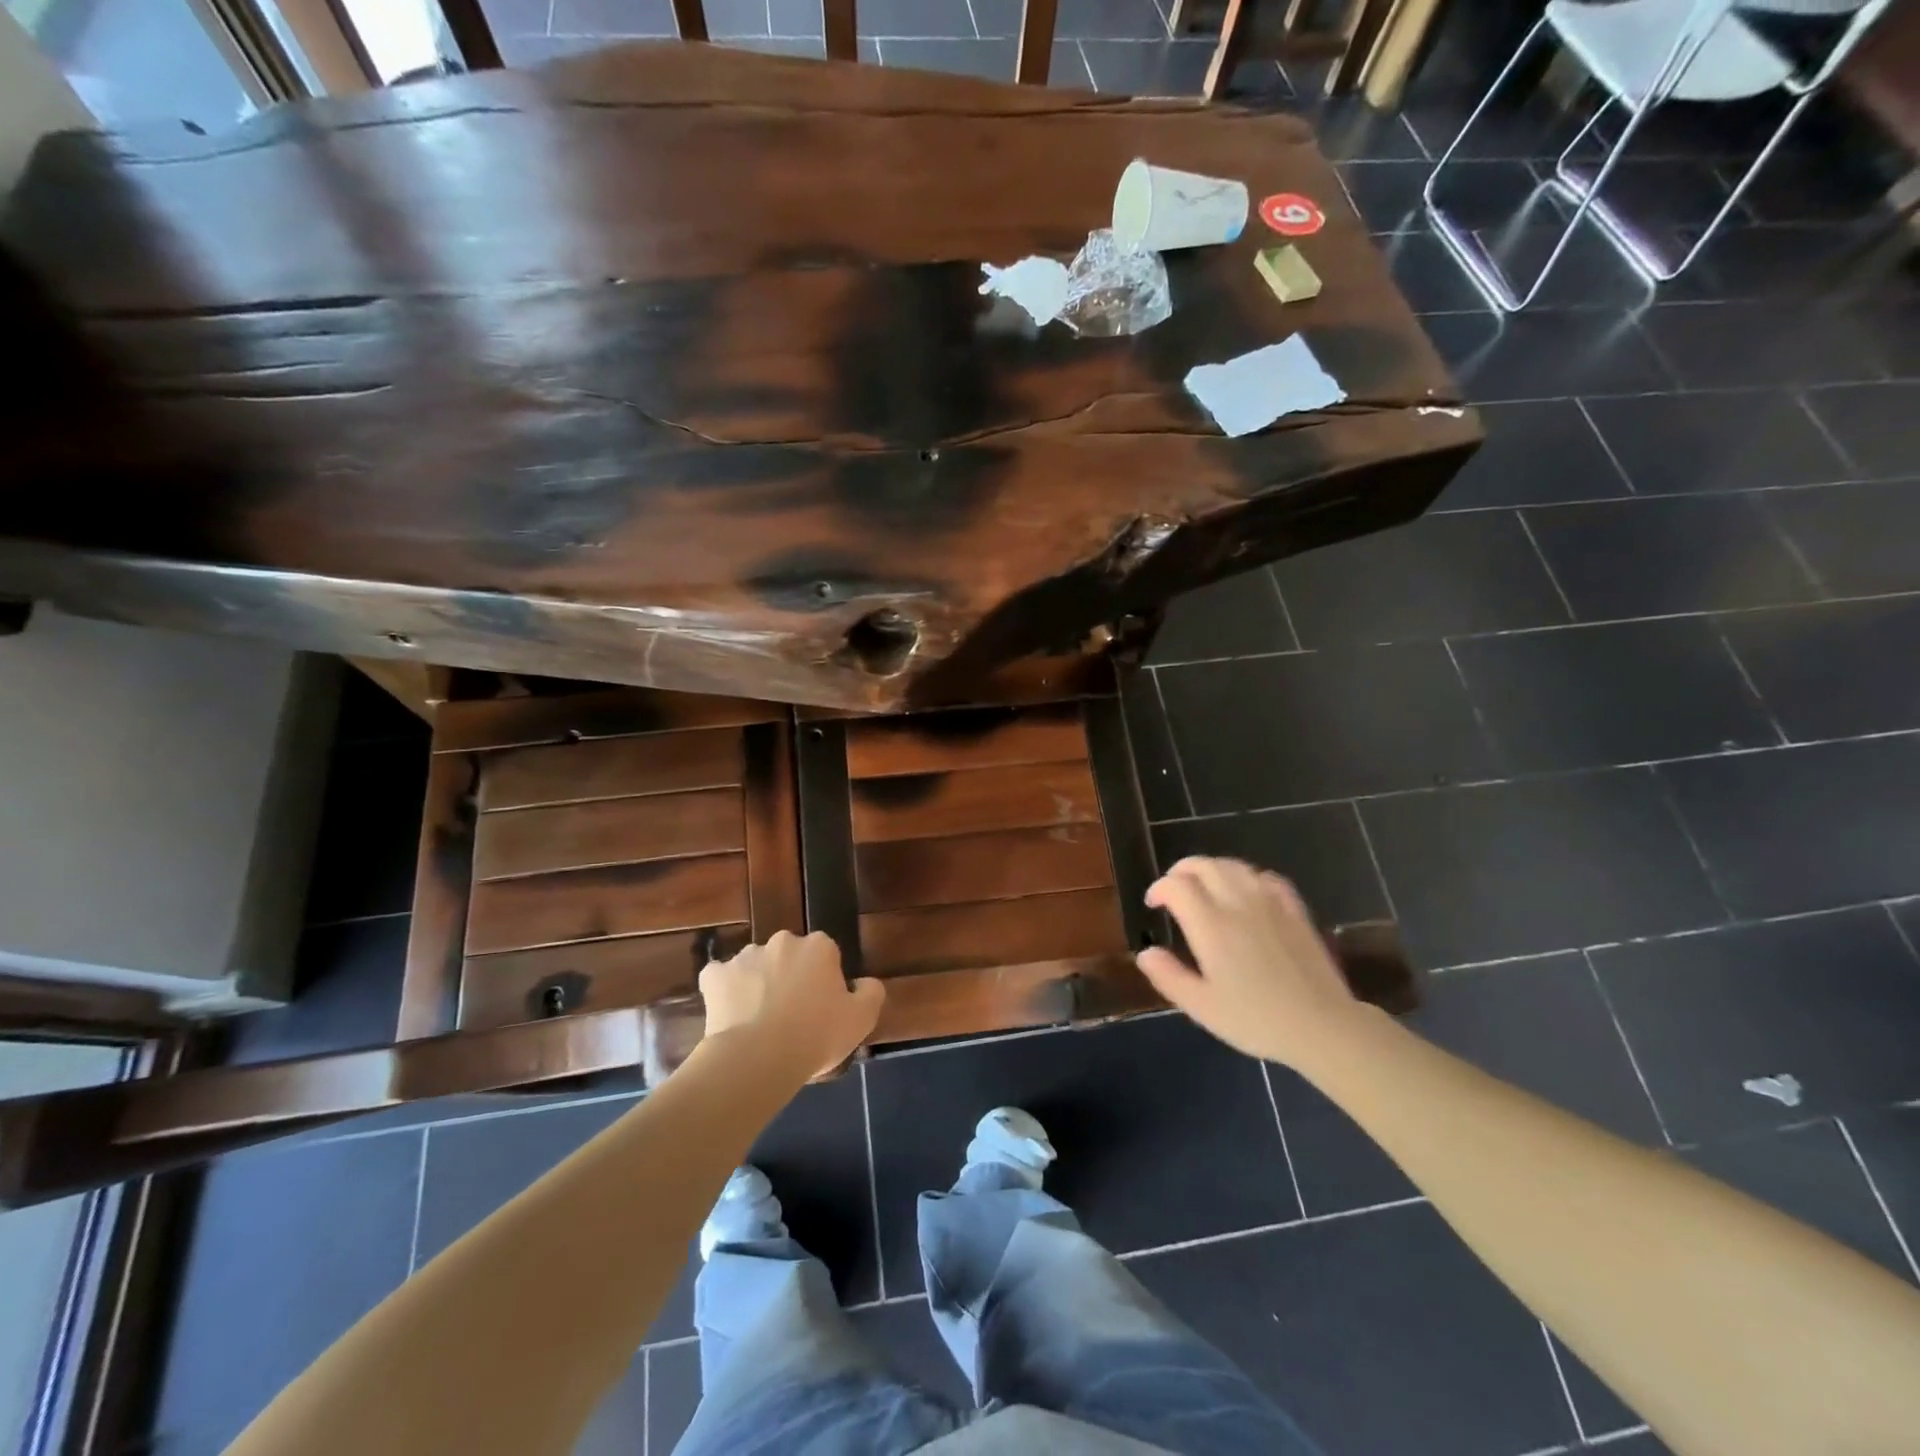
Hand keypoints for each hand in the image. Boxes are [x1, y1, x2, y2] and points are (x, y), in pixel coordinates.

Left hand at [700, 931, 884, 1078]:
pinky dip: (724, 993)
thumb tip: (864, 982)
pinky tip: (730, 1016)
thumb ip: (870, 993)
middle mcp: (782, 942)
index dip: (824, 981)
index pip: (826, 955)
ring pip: (756, 966)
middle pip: (789, 956)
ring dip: (758, 984)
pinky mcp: (715, 976)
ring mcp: (745, 956)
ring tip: (759, 1022)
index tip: (822, 1008)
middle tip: (792, 1015)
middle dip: (790, 977)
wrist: (758, 1058)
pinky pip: (721, 979)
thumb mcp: (862, 1019)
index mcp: (819, 947)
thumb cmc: (816, 1036)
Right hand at [1136, 857, 1361, 1067]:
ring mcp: (1270, 904)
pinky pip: (1267, 878)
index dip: (1159, 889)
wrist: (1322, 1026)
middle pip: (1204, 866)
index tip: (1153, 904)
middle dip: (1182, 871)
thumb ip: (1168, 976)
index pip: (1177, 886)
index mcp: (1211, 926)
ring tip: (1204, 886)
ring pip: (1235, 867)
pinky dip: (1248, 877)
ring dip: (1212, 869)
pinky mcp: (1295, 911)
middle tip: (1173, 889)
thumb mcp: (1201, 1007)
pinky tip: (1246, 891)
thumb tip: (1145, 952)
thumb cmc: (1256, 1020)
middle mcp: (1238, 904)